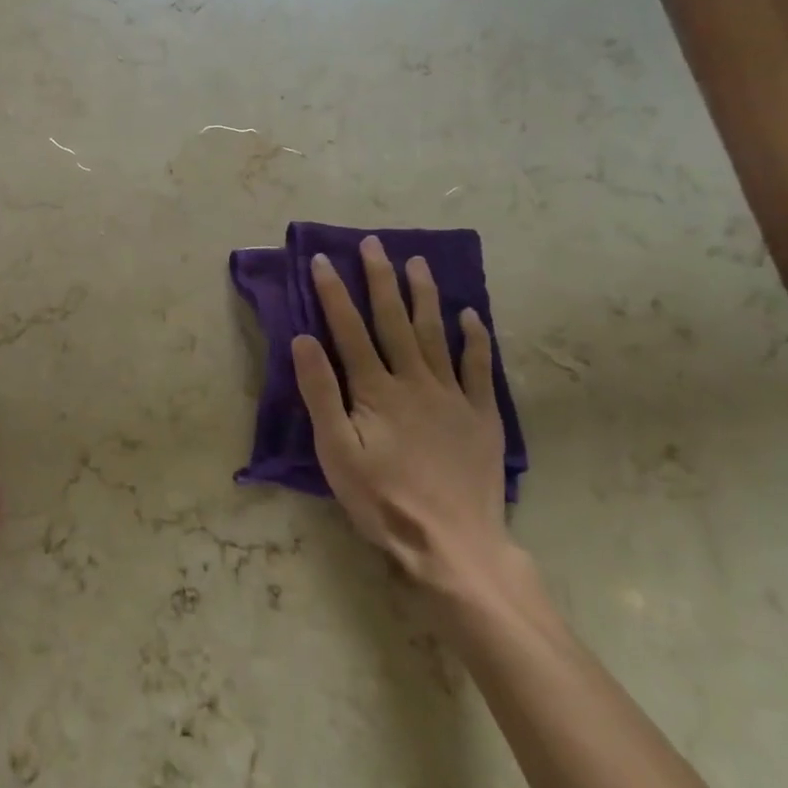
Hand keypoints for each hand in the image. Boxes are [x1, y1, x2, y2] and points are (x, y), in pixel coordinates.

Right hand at [290, 236, 515, 604]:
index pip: (349, 329)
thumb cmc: (383, 500)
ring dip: (424, 296)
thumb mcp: (336, 452)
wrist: (453, 544)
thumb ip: (320, 393)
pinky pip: (478, 367)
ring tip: (417, 263)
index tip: (322, 260)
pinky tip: (470, 315)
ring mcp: (453, 396)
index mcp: (376, 390)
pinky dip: (474, 339)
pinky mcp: (483, 416)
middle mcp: (415, 380)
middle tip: (373, 244)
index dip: (334, 293)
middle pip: (394, 320)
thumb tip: (305, 339)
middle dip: (380, 279)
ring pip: (436, 333)